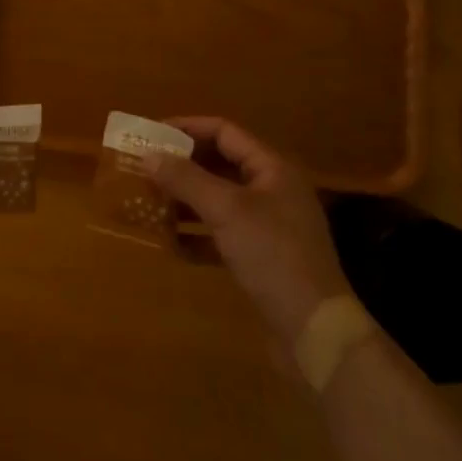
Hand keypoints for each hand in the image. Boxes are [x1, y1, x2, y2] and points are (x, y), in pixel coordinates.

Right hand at [141, 117, 349, 346]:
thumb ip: (186, 179)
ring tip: (150, 203)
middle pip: (220, 165)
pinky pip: (221, 235)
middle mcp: (272, 191)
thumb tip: (148, 155)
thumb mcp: (226, 210)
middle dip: (182, 166)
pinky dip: (197, 236)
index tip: (151, 134)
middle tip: (145, 168)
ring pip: (218, 201)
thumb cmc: (273, 255)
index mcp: (271, 168)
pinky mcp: (261, 258)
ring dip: (185, 201)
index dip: (187, 128)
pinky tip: (171, 245)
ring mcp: (268, 226)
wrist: (316, 332)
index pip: (224, 132)